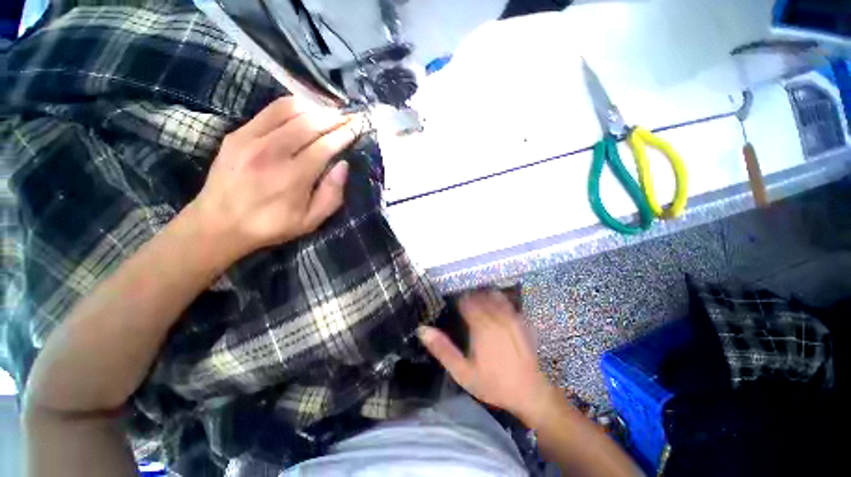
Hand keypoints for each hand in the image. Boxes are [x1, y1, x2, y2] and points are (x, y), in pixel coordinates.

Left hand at [188, 97, 361, 259]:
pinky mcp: (237, 134)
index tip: (358, 126)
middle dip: (334, 118)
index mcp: (293, 177)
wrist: (219, 224)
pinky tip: (304, 112)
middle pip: (310, 123)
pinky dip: (292, 107)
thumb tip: (344, 165)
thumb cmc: (271, 225)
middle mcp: (272, 153)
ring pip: (289, 110)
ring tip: (330, 113)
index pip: (325, 146)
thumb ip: (332, 195)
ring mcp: (251, 139)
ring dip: (315, 108)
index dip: (345, 134)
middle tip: (349, 117)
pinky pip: (270, 111)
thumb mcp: (310, 221)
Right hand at [418, 291, 553, 421]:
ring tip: (477, 306)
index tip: (453, 308)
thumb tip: (423, 330)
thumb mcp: (462, 372)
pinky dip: (498, 301)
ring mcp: (512, 316)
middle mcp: (497, 316)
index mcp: (481, 326)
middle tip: (463, 309)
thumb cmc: (493, 383)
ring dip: (483, 296)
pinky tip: (494, 310)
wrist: (530, 392)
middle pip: (479, 296)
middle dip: (469, 298)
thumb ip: (443, 349)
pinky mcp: (522, 320)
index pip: (465, 301)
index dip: (457, 302)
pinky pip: (507, 302)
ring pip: (493, 295)